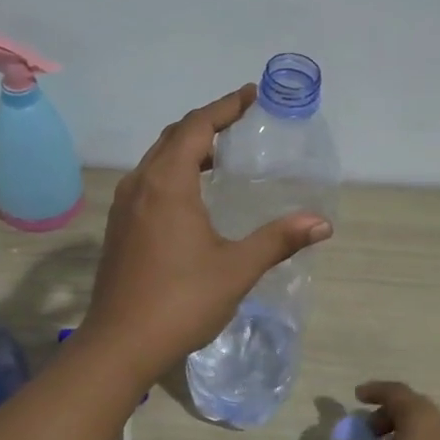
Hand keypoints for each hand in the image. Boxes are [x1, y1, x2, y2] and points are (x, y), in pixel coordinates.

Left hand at [79, 84, 330, 383]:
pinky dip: (173, 171)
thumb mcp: (236, 268)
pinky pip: (148, 181)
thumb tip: (321, 223)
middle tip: (241, 122)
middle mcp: (140, 184)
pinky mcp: (118, 227)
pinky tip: (193, 195)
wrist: (119, 344)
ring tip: (221, 155)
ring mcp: (124, 206)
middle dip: (207, 123)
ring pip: (157, 159)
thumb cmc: (181, 301)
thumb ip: (278, 239)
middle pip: (173, 136)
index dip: (225, 106)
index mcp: (167, 183)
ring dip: (187, 148)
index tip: (251, 95)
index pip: (197, 127)